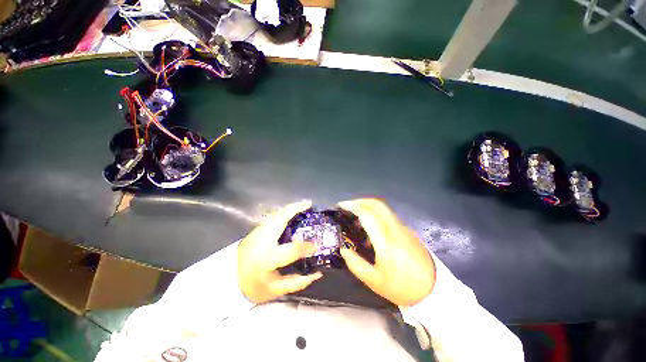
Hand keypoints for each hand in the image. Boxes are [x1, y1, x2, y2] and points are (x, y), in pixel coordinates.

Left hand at [238, 201, 322, 303]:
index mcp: (267, 259)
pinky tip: (292, 212)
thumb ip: (298, 282)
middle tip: (309, 204)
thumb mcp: (275, 290)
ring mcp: (256, 232)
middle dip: (295, 208)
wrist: (226, 280)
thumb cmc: (252, 286)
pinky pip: (273, 217)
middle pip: (279, 219)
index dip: (307, 246)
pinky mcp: (255, 230)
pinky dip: (284, 212)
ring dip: (290, 208)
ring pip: (276, 214)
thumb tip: (318, 273)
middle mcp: (261, 241)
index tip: (318, 244)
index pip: (291, 249)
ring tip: (303, 205)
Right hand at [338, 198, 435, 305]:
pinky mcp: (407, 230)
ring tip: (355, 214)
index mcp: (386, 242)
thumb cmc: (402, 287)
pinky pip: (388, 215)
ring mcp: (403, 228)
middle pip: (377, 204)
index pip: (368, 215)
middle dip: (360, 201)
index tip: (341, 206)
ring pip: (383, 207)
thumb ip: (355, 264)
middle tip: (347, 206)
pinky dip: (375, 212)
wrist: (434, 290)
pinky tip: (369, 224)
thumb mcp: (374, 281)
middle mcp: (395, 229)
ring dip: (368, 205)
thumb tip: (343, 249)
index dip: (353, 207)